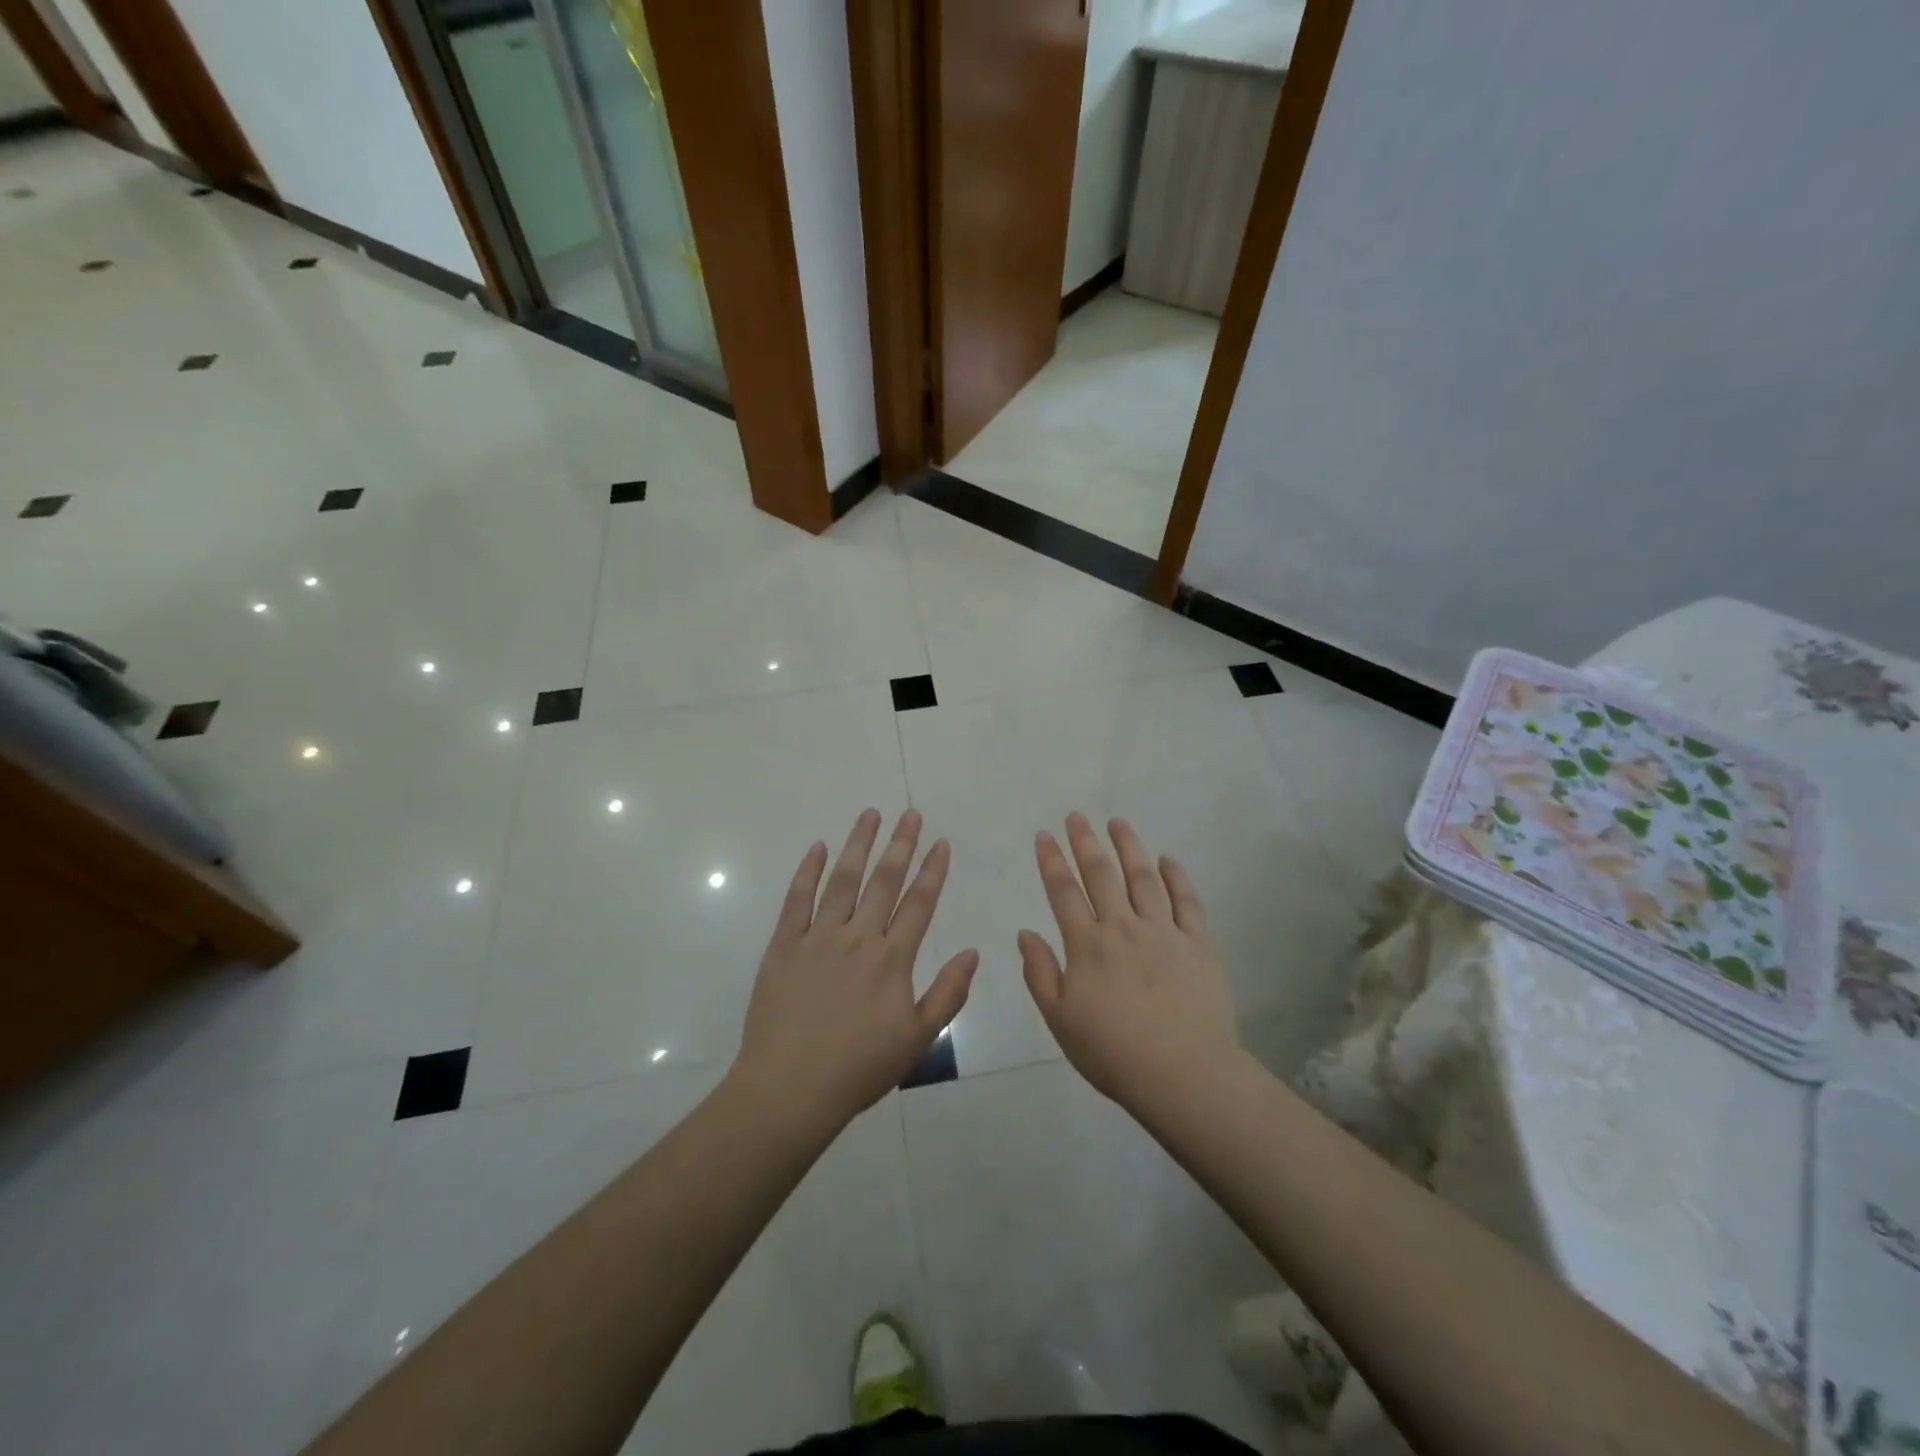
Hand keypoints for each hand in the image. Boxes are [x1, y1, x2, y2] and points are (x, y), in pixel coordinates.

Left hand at [732, 809, 977, 1130]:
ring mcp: (818, 938)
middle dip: (900, 844)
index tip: (941, 842)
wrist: (789, 1088)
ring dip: (858, 845)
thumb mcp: (917, 1039)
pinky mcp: (784, 946)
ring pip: (842, 880)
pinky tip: (817, 847)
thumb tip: (972, 951)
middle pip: (884, 881)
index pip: (919, 903)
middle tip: (910, 813)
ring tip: (870, 814)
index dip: (933, 871)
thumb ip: (948, 993)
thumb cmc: (858, 1068)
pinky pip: (796, 900)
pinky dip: (808, 871)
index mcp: (891, 960)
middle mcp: (857, 938)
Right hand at [1019, 813, 1241, 1114]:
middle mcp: (1123, 927)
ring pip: (1143, 878)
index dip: (1052, 861)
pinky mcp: (1198, 944)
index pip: (1064, 892)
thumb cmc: (1113, 1052)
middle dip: (1085, 841)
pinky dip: (1177, 877)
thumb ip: (1040, 973)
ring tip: (1118, 822)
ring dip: (1129, 846)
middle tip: (1077, 816)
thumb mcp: (1060, 1020)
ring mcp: (1164, 932)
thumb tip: (1025, 932)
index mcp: (1087, 945)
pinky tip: (1168, 859)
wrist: (1183, 1074)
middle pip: (1101, 874)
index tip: (1044, 835)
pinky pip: (1187, 902)